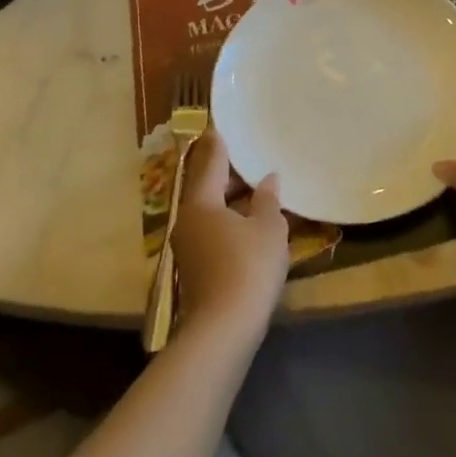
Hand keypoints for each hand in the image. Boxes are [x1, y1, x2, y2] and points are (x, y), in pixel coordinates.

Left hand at [170, 127, 288, 336]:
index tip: (220, 126)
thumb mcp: (268, 228)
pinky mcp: (196, 267)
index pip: (210, 162)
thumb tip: (268, 179)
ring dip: (232, 199)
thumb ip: (267, 200)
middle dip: (229, 173)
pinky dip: (231, 220)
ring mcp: (189, 247)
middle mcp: (187, 220)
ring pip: (211, 211)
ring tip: (258, 188)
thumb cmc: (248, 267)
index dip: (218, 143)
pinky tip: (252, 222)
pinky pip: (214, 231)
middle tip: (251, 156)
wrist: (223, 330)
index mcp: (201, 203)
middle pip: (207, 187)